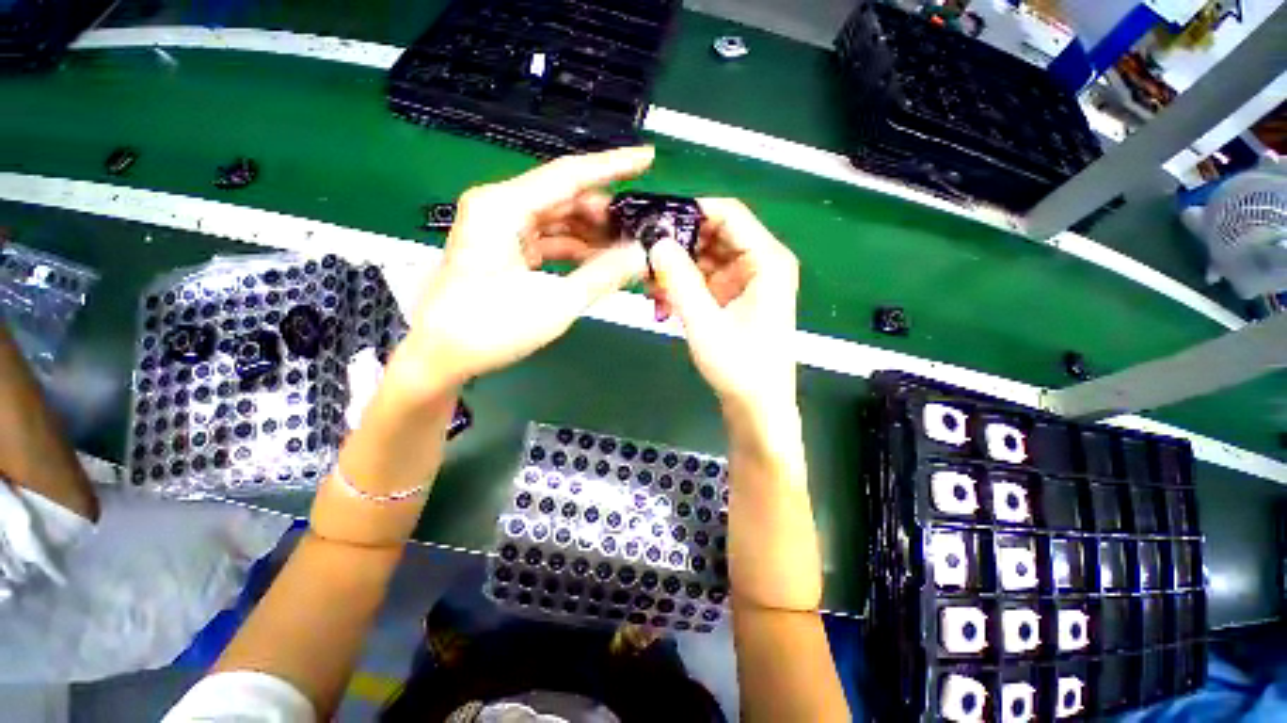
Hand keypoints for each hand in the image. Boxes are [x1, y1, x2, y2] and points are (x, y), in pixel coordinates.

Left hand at [390, 147, 653, 393]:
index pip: (569, 175)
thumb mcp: (554, 304)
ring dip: (593, 234)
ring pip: (559, 219)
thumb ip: (602, 276)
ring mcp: (501, 229)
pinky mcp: (505, 249)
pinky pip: (549, 239)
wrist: (442, 357)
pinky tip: (600, 261)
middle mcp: (500, 208)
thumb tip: (640, 256)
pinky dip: (575, 249)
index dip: (612, 166)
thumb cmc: (488, 329)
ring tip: (626, 250)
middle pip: (565, 198)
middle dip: (606, 214)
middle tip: (641, 230)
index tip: (646, 159)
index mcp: (503, 208)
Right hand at [647, 199, 798, 413]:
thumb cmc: (739, 367)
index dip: (690, 210)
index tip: (654, 219)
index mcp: (767, 260)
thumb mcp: (704, 322)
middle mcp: (761, 262)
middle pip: (715, 234)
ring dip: (677, 267)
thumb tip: (655, 241)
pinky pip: (706, 278)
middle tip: (644, 254)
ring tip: (649, 282)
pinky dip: (684, 284)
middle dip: (678, 243)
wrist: (757, 406)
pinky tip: (662, 297)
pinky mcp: (736, 296)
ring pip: (707, 257)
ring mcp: (748, 280)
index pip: (728, 214)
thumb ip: (679, 280)